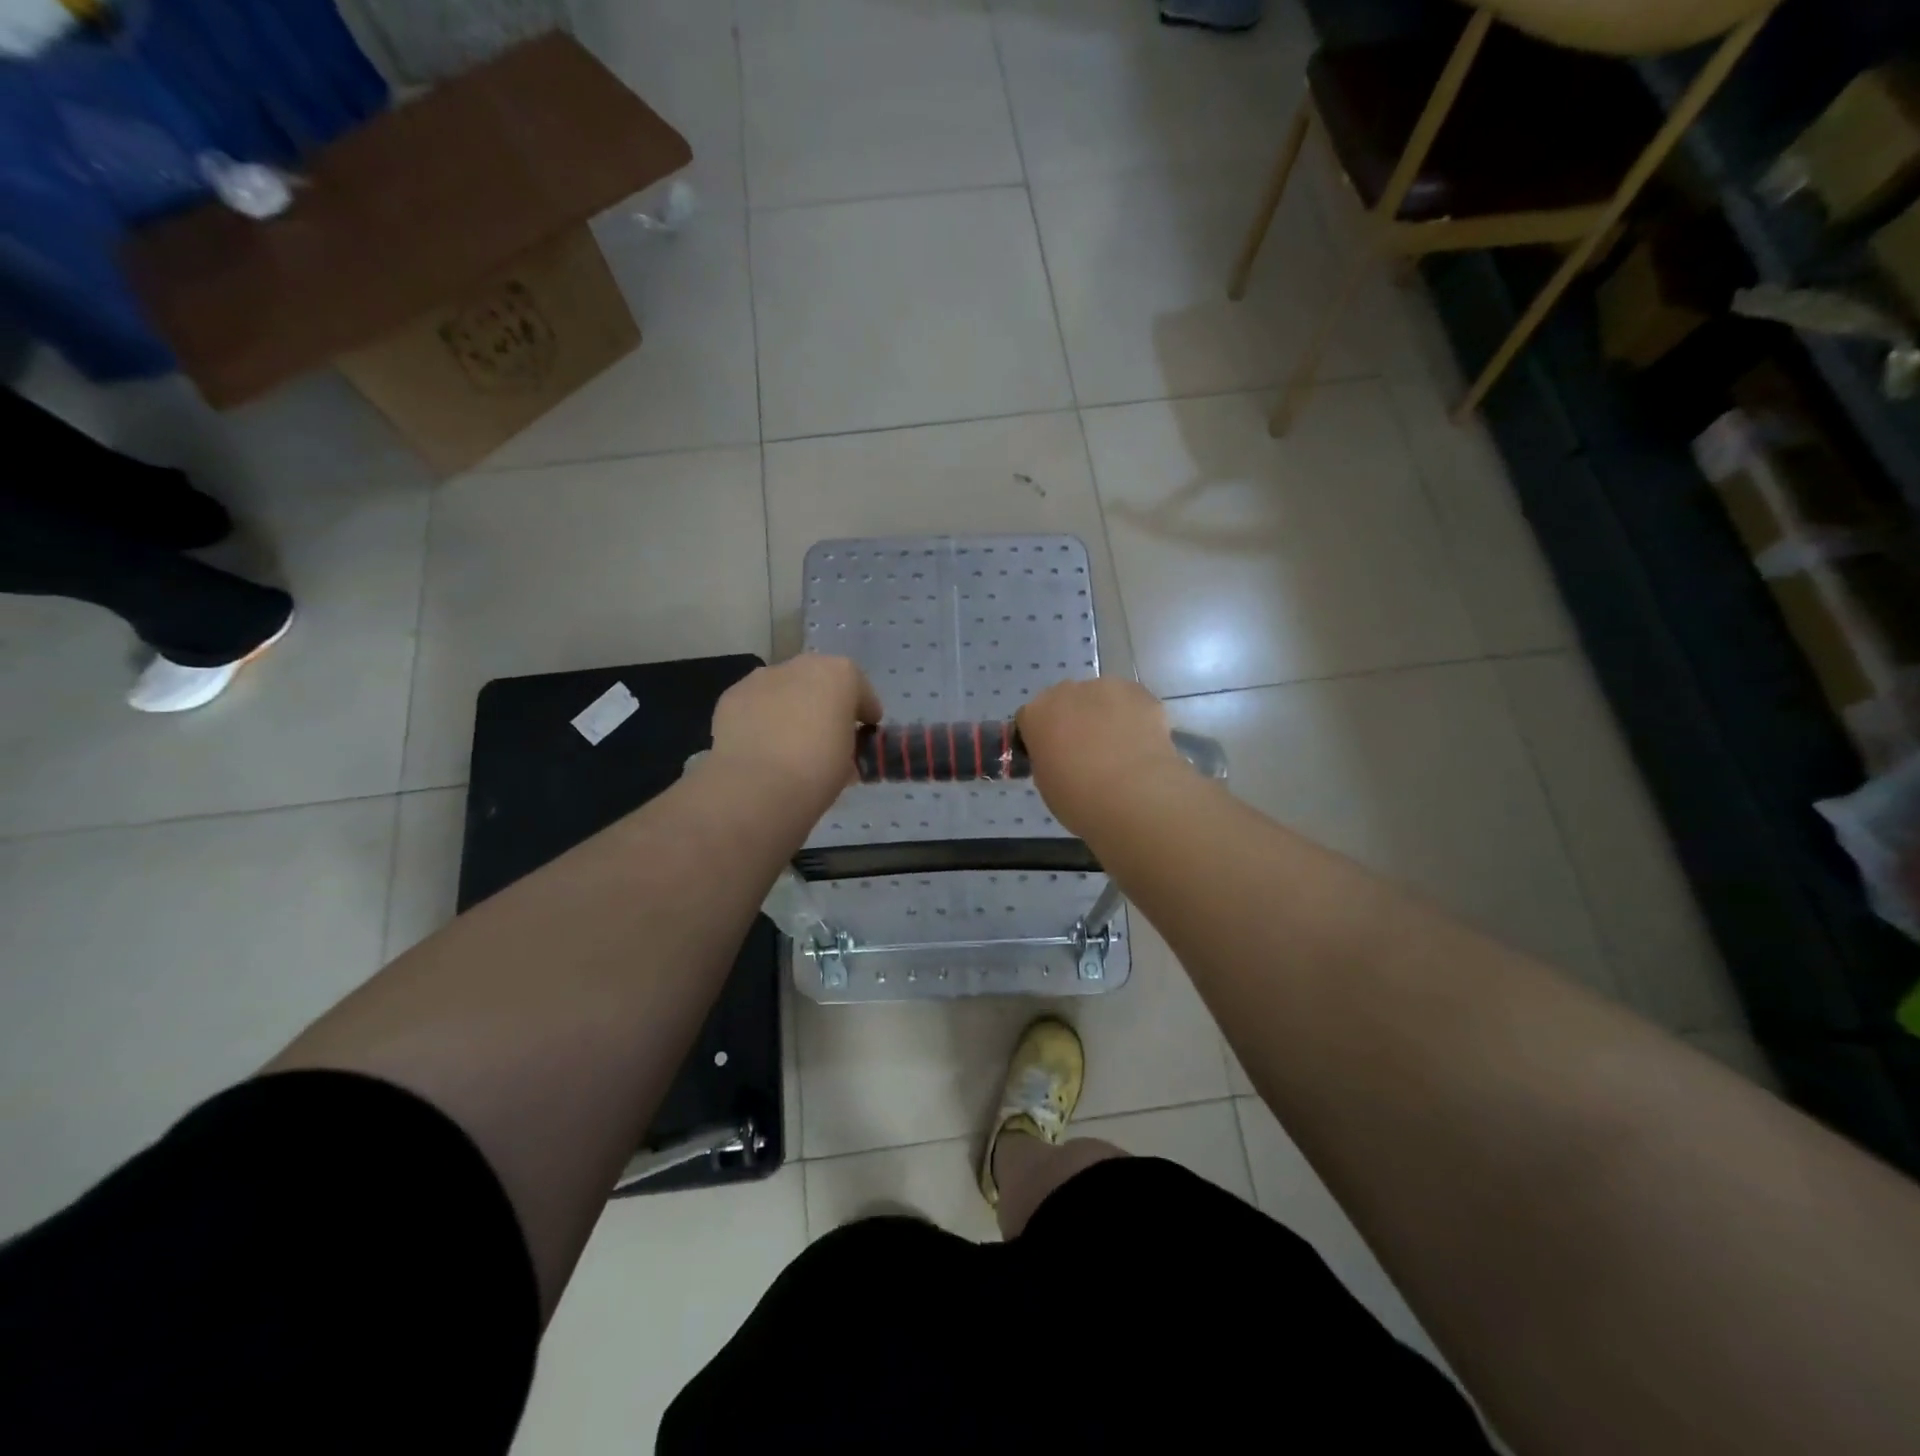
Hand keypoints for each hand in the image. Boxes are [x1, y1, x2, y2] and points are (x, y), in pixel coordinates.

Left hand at [709, 655, 882, 811]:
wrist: (757, 786)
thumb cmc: (818, 771)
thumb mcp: (849, 761)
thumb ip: (847, 744)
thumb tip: (837, 747)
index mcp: (839, 675)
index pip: (860, 688)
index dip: (865, 711)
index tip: (866, 730)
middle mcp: (801, 666)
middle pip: (820, 681)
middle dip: (825, 702)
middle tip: (827, 733)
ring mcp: (762, 677)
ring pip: (785, 688)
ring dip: (791, 706)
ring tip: (789, 740)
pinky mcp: (732, 695)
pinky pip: (757, 703)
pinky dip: (762, 717)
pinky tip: (761, 744)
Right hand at [1017, 678, 1185, 837]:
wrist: (1134, 796)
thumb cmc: (1080, 799)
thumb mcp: (1047, 785)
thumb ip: (1048, 760)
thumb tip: (1060, 757)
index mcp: (1036, 715)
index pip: (1030, 719)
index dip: (1041, 738)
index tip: (1052, 757)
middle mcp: (1066, 692)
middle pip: (1065, 701)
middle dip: (1073, 720)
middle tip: (1087, 752)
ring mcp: (1105, 688)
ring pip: (1100, 698)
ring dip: (1105, 715)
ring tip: (1120, 749)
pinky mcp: (1140, 692)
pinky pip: (1131, 703)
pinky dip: (1134, 718)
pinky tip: (1142, 744)